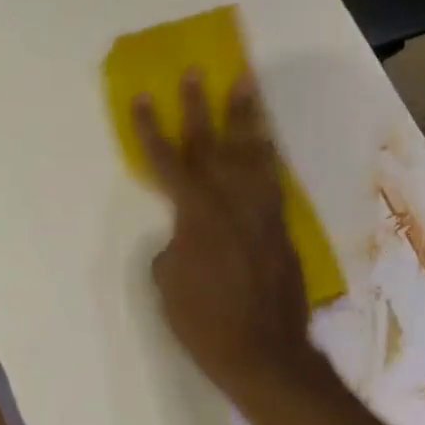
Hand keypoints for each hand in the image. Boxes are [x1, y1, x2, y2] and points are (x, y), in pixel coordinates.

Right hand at [133, 71, 323, 403]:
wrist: (264, 353)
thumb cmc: (203, 322)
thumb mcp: (167, 282)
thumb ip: (173, 245)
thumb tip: (185, 234)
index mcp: (196, 215)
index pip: (167, 162)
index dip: (151, 129)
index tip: (143, 96)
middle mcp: (231, 202)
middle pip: (213, 144)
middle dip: (201, 106)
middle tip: (197, 72)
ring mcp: (262, 212)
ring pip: (253, 153)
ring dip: (246, 117)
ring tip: (246, 85)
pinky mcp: (281, 226)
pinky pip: (273, 178)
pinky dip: (267, 154)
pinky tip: (265, 141)